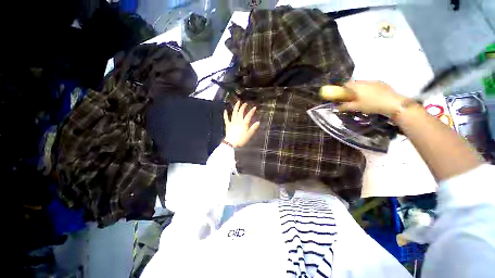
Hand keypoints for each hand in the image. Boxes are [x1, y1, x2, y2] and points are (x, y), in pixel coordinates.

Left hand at [223, 101, 259, 147]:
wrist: (231, 143)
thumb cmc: (241, 139)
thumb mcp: (249, 134)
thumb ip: (253, 128)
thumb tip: (258, 122)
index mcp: (244, 123)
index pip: (248, 115)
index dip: (252, 111)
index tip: (254, 107)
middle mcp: (238, 121)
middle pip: (240, 112)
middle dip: (243, 107)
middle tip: (245, 103)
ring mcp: (232, 122)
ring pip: (234, 113)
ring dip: (236, 107)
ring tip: (237, 102)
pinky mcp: (228, 124)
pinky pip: (226, 118)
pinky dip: (225, 114)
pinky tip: (225, 110)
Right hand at [322, 81, 409, 115]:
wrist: (393, 103)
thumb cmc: (372, 105)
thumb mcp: (356, 107)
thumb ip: (345, 106)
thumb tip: (337, 108)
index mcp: (357, 86)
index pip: (346, 84)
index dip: (342, 89)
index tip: (341, 94)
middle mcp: (365, 81)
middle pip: (355, 83)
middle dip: (351, 88)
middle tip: (351, 96)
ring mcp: (375, 81)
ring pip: (363, 83)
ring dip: (360, 88)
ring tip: (361, 97)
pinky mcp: (382, 83)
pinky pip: (371, 84)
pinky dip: (368, 89)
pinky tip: (371, 96)